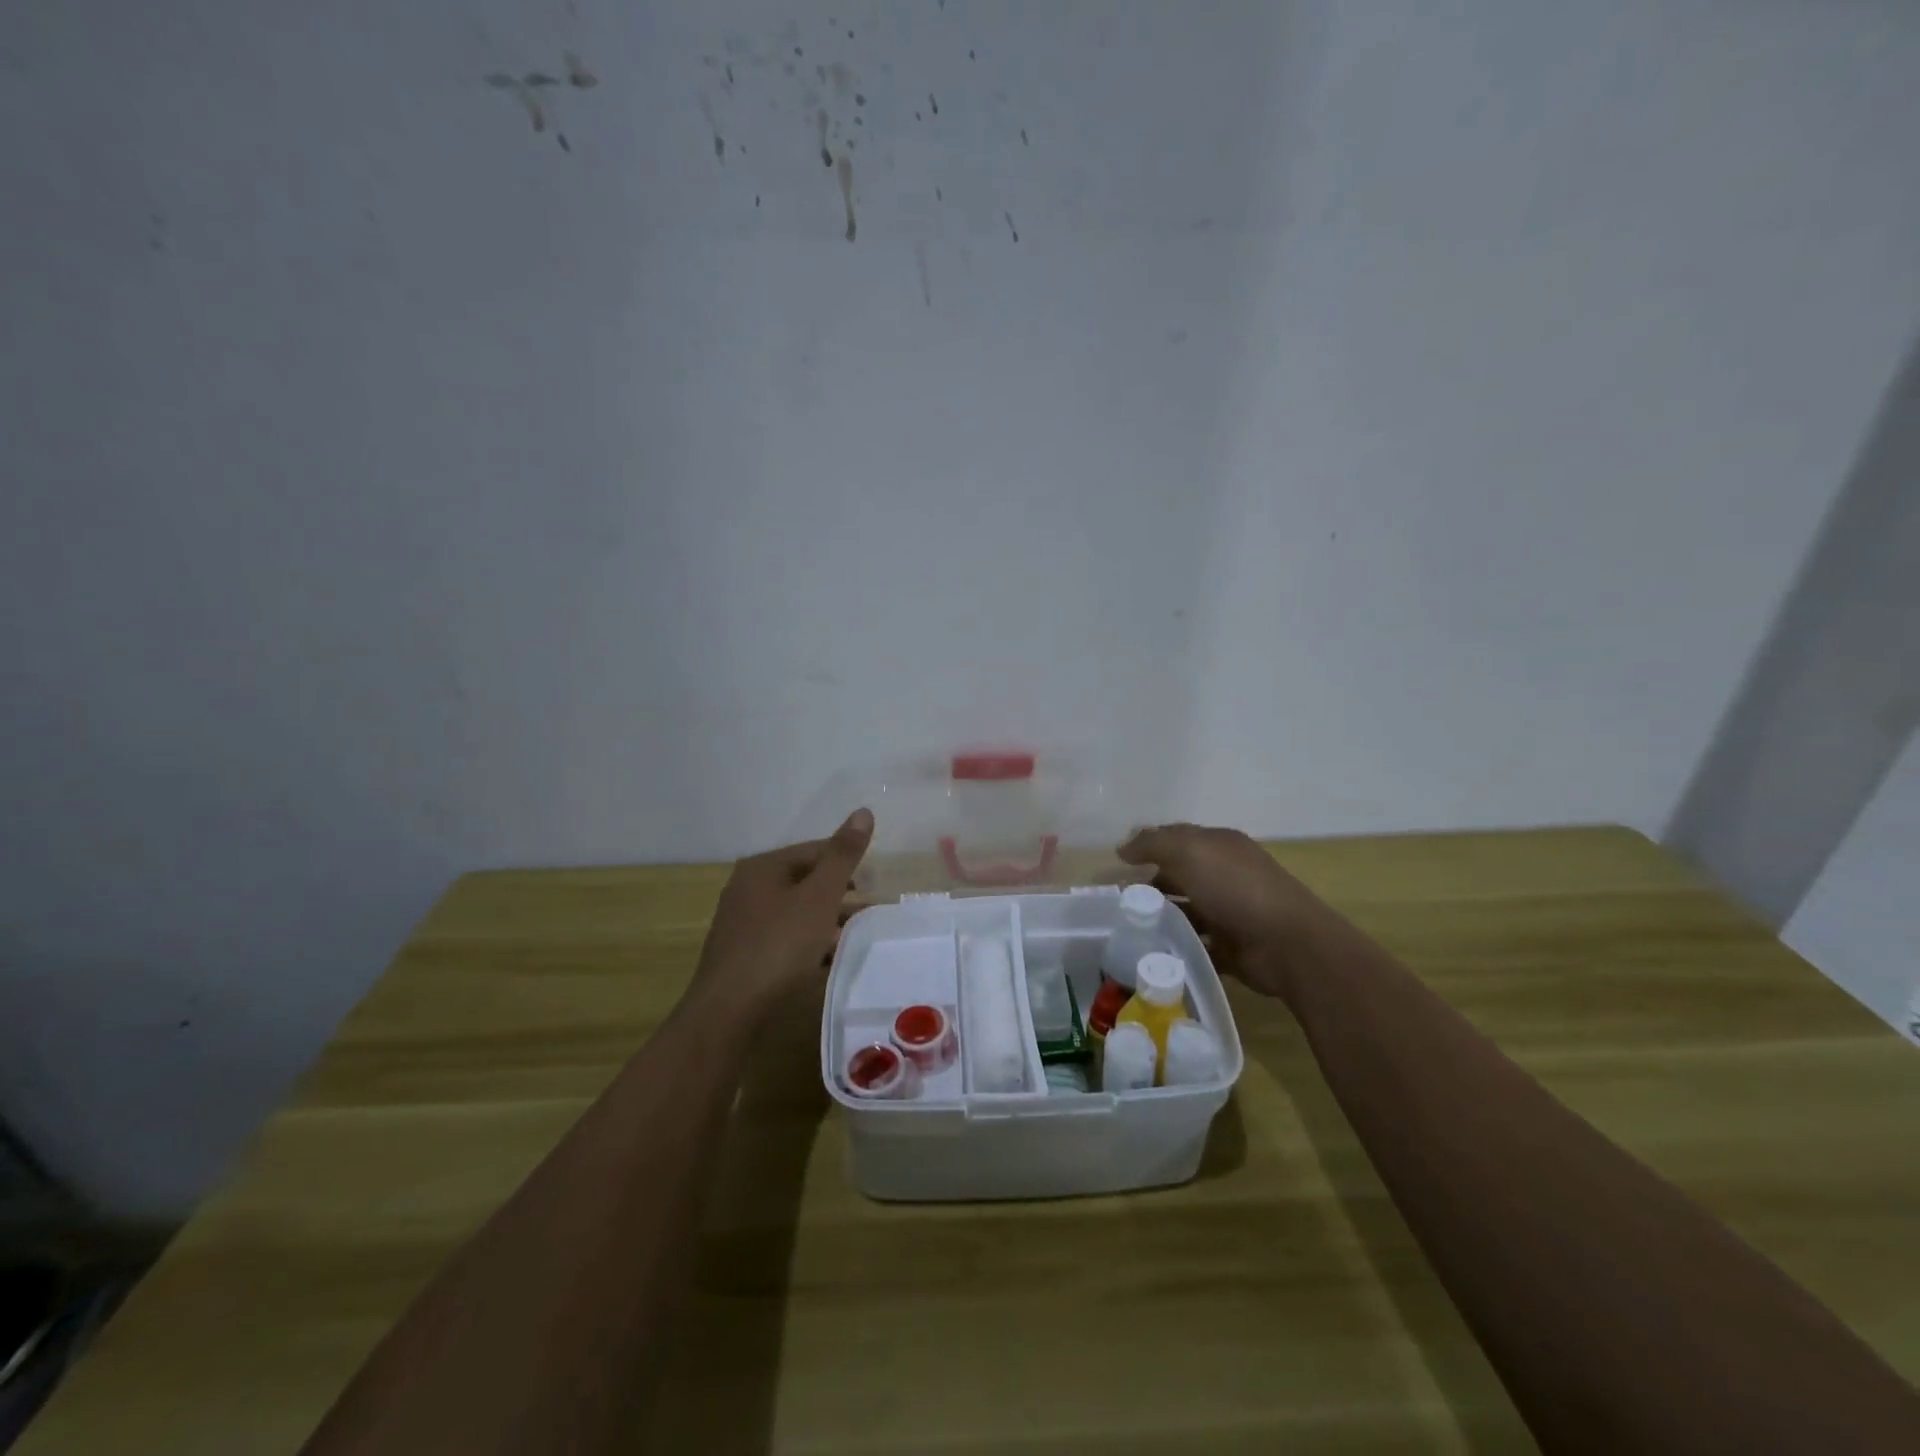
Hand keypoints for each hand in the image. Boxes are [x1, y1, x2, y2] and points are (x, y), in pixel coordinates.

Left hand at [686, 808, 874, 1021]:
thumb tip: (864, 811)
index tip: (873, 885)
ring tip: (857, 937)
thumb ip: (843, 856)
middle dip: (839, 895)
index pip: (814, 851)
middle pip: (805, 881)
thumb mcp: (820, 897)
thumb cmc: (779, 945)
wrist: (729, 1012)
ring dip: (827, 921)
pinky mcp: (743, 955)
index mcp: (763, 867)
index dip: (847, 863)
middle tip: (869, 912)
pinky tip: (828, 960)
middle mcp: (747, 888)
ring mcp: (742, 923)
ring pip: (796, 912)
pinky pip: (785, 938)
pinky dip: (809, 943)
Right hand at [1118, 823, 1329, 1002]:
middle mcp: (1224, 874)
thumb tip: (1123, 848)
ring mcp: (1229, 911)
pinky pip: (1196, 944)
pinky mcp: (1230, 946)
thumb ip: (1152, 844)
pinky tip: (1153, 952)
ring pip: (1185, 911)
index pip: (1176, 838)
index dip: (1147, 846)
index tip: (1118, 864)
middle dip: (1150, 885)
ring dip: (1161, 918)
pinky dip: (1177, 948)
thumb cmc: (1236, 888)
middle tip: (1119, 901)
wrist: (1287, 944)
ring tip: (1128, 929)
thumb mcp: (1189, 851)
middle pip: (1179, 875)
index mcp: (1219, 845)